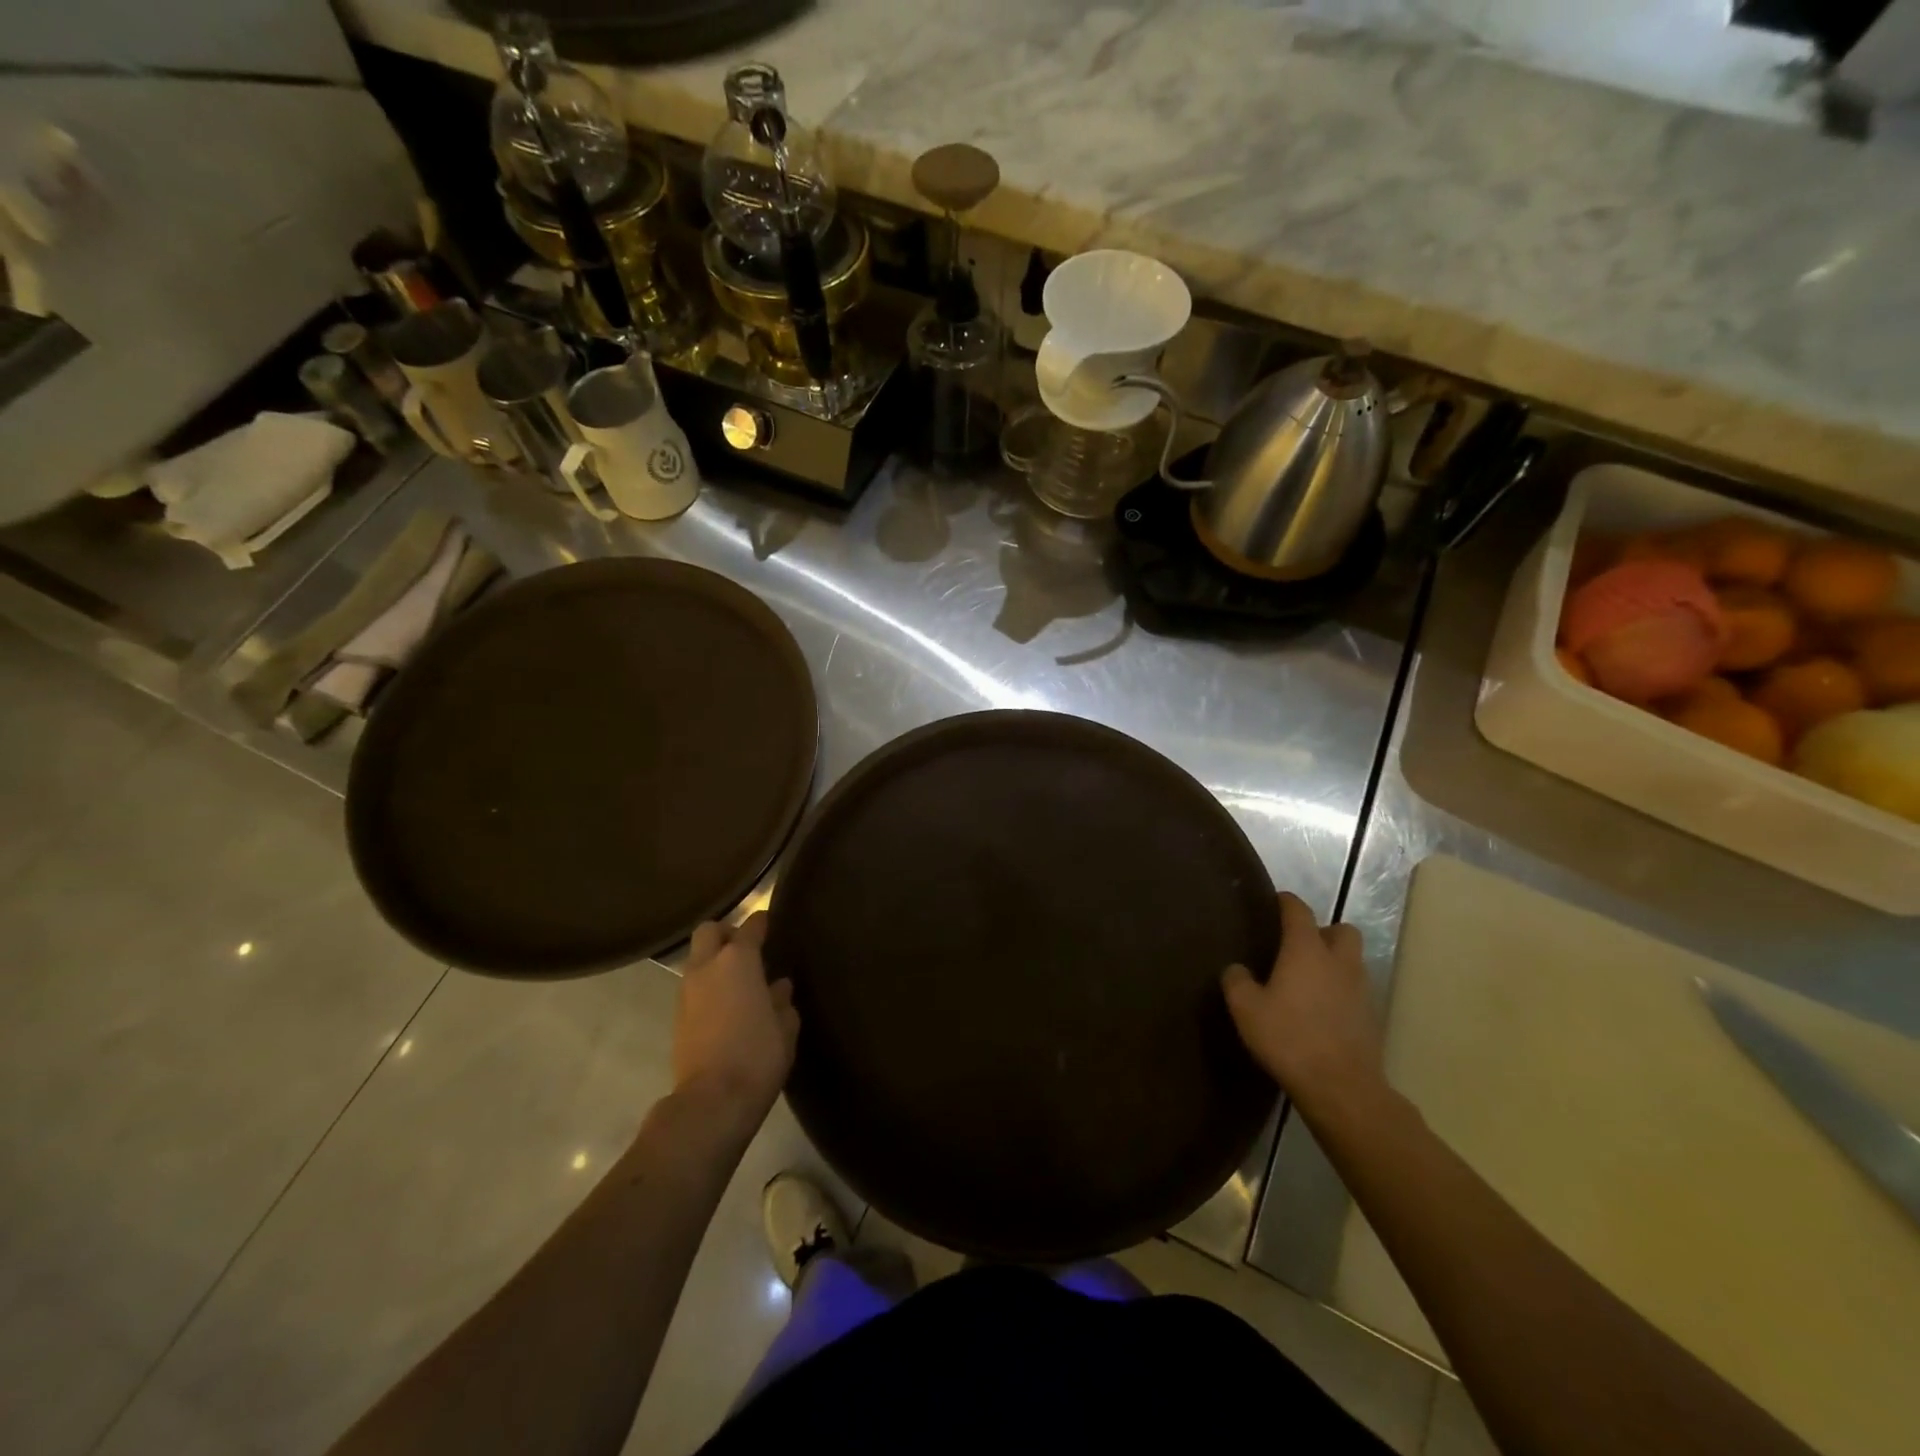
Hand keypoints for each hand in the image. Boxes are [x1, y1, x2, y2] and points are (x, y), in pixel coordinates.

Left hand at [673, 914, 798, 1121]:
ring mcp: (687, 992)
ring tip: (738, 980)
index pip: (749, 927)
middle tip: (746, 947)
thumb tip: (778, 987)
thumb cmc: (758, 1054)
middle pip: (709, 931)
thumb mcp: (785, 1027)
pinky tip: (726, 1005)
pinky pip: (693, 987)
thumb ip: (781, 1001)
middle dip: (726, 933)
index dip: (761, 922)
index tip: (769, 922)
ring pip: (697, 959)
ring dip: (714, 961)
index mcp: (738, 961)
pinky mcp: (677, 1017)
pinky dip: (708, 986)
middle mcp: (707, 967)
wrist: (712, 1101)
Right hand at [1222, 893, 1386, 1122]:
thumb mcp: (1246, 1009)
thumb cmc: (1289, 1038)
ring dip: (1334, 962)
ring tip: (1307, 980)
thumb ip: (1237, 981)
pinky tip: (1319, 1010)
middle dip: (1324, 931)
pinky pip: (1355, 990)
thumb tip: (1237, 969)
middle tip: (1299, 946)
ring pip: (1352, 961)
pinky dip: (1340, 991)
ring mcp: (1360, 989)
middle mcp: (1338, 962)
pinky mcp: (1370, 1017)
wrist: (1341, 1087)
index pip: (1299, 911)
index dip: (1286, 902)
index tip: (1274, 902)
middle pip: (1342, 930)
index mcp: (1306, 950)